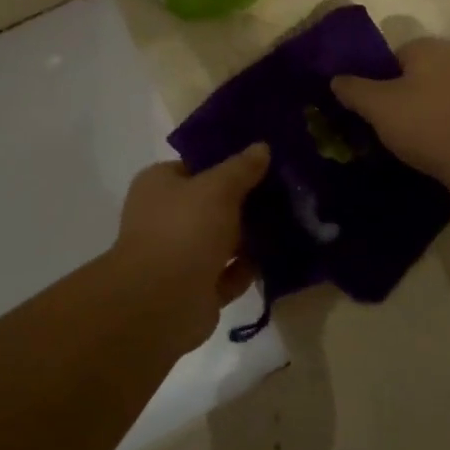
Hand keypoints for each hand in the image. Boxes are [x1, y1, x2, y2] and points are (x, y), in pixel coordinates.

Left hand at [110, 145, 269, 342]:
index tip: (264, 161)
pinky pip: (228, 273)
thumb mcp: (218, 188)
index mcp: (159, 185)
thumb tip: (261, 147)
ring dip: (250, 236)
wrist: (162, 302)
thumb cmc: (185, 230)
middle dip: (246, 201)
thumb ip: (241, 168)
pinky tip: (278, 258)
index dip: (228, 163)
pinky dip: (248, 268)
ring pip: (222, 240)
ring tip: (290, 222)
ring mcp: (180, 255)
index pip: (196, 165)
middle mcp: (166, 217)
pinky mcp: (196, 288)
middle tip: (286, 192)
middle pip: (212, 203)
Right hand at [333, 37, 449, 198]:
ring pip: (437, 95)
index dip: (377, 81)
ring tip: (409, 143)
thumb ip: (353, 89)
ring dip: (423, 114)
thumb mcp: (377, 107)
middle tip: (385, 126)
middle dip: (400, 97)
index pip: (393, 55)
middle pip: (416, 75)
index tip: (370, 108)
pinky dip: (443, 127)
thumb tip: (336, 79)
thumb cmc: (428, 126)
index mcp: (431, 47)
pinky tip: (435, 149)